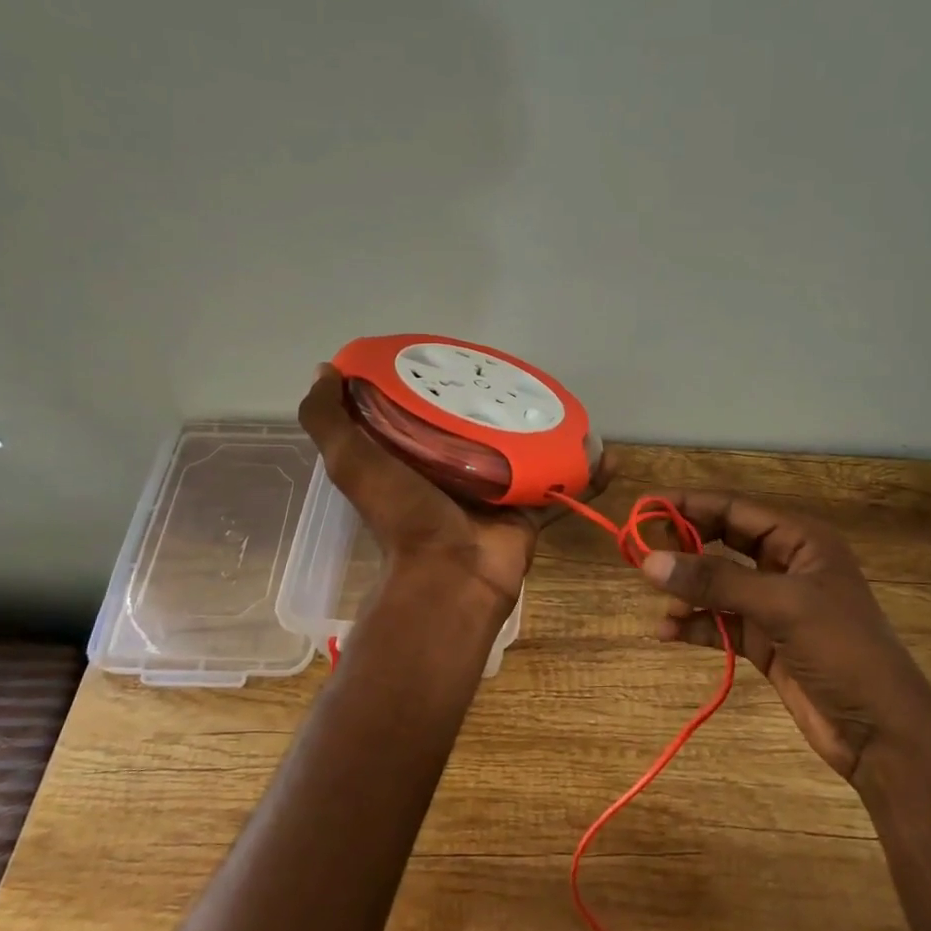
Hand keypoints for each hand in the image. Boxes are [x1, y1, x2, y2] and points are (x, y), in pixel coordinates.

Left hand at [298, 365, 608, 611]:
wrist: (451, 578)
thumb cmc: (402, 516)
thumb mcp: (351, 462)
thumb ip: (328, 420)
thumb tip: (324, 370)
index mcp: (413, 454)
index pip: (425, 406)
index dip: (436, 379)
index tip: (454, 352)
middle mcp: (454, 467)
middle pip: (480, 423)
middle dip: (497, 399)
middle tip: (518, 372)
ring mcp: (495, 487)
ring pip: (524, 447)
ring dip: (545, 428)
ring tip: (565, 399)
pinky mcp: (529, 506)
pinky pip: (562, 484)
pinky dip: (585, 472)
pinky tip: (605, 453)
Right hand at [639, 492, 930, 782]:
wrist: (882, 733)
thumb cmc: (842, 652)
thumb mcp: (780, 607)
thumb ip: (715, 581)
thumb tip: (649, 561)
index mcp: (800, 540)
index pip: (734, 508)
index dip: (688, 505)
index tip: (643, 508)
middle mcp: (785, 564)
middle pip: (722, 542)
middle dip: (684, 549)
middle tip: (643, 557)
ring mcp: (774, 604)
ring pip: (717, 584)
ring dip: (687, 593)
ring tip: (663, 609)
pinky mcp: (765, 640)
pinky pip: (719, 621)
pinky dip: (695, 625)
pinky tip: (669, 633)